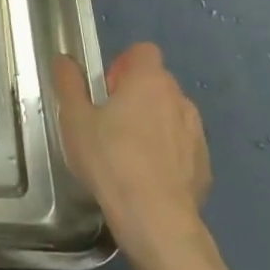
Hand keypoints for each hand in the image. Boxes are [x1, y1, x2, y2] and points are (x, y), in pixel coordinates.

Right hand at [53, 44, 210, 262]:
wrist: (155, 217)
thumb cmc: (109, 159)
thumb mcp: (74, 119)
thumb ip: (69, 83)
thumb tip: (64, 59)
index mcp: (149, 81)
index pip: (143, 51)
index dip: (123, 64)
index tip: (106, 89)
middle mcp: (179, 100)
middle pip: (157, 83)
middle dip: (135, 95)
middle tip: (109, 122)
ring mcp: (196, 133)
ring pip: (171, 115)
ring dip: (153, 123)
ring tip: (127, 152)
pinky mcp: (204, 165)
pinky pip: (182, 146)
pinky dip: (167, 153)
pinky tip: (146, 176)